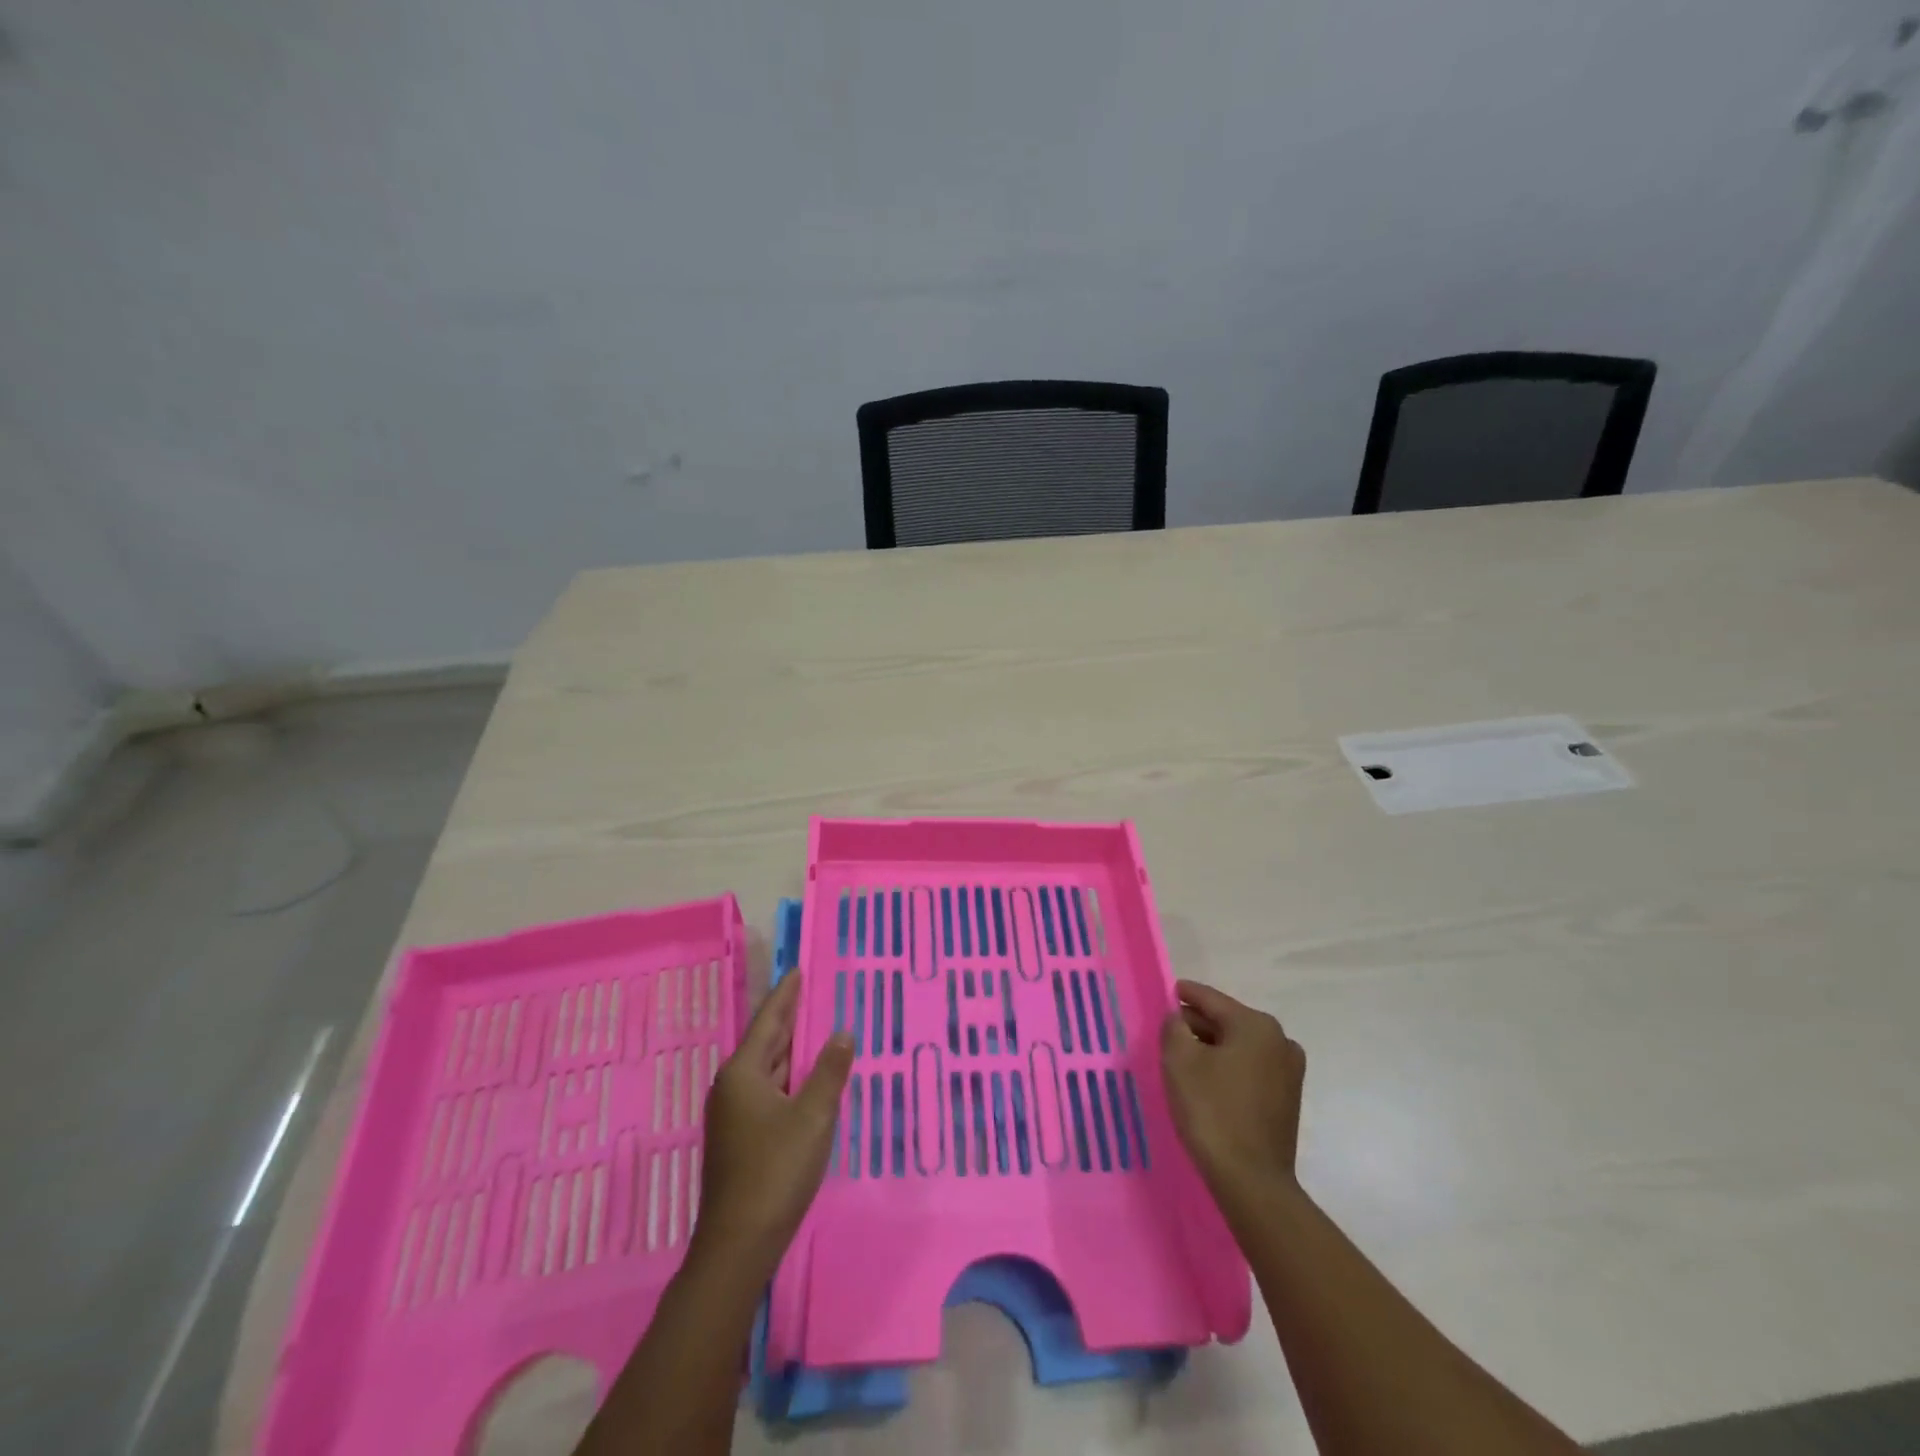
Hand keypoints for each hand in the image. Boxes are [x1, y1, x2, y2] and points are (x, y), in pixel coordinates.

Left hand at [692, 973, 852, 1273]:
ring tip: (813, 1027)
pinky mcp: (741, 1137)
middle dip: (787, 1018)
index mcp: (743, 1073)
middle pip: (765, 1043)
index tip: (797, 971)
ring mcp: (734, 1114)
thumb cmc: (775, 1170)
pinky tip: (804, 1078)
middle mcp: (732, 1087)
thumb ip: (829, 1071)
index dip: (786, 995)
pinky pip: (768, 1090)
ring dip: (789, 1049)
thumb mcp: (812, 1116)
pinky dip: (788, 1076)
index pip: (769, 1021)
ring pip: (767, 1069)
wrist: (738, 1243)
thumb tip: (843, 1033)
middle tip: (810, 992)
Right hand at [1160, 979, 1304, 1197]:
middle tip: (1170, 1030)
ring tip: (1185, 1057)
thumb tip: (1179, 1018)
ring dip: (1213, 1047)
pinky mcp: (1288, 1098)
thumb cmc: (1212, 1111)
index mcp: (1255, 1025)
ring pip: (1240, 1046)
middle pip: (1228, 1021)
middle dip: (1198, 1024)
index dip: (1186, 994)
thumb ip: (1174, 1027)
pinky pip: (1251, 1068)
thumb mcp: (1180, 1060)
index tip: (1170, 990)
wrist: (1252, 1181)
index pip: (1211, 999)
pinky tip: (1208, 1081)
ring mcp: (1289, 1071)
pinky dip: (1229, 1066)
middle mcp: (1280, 1041)